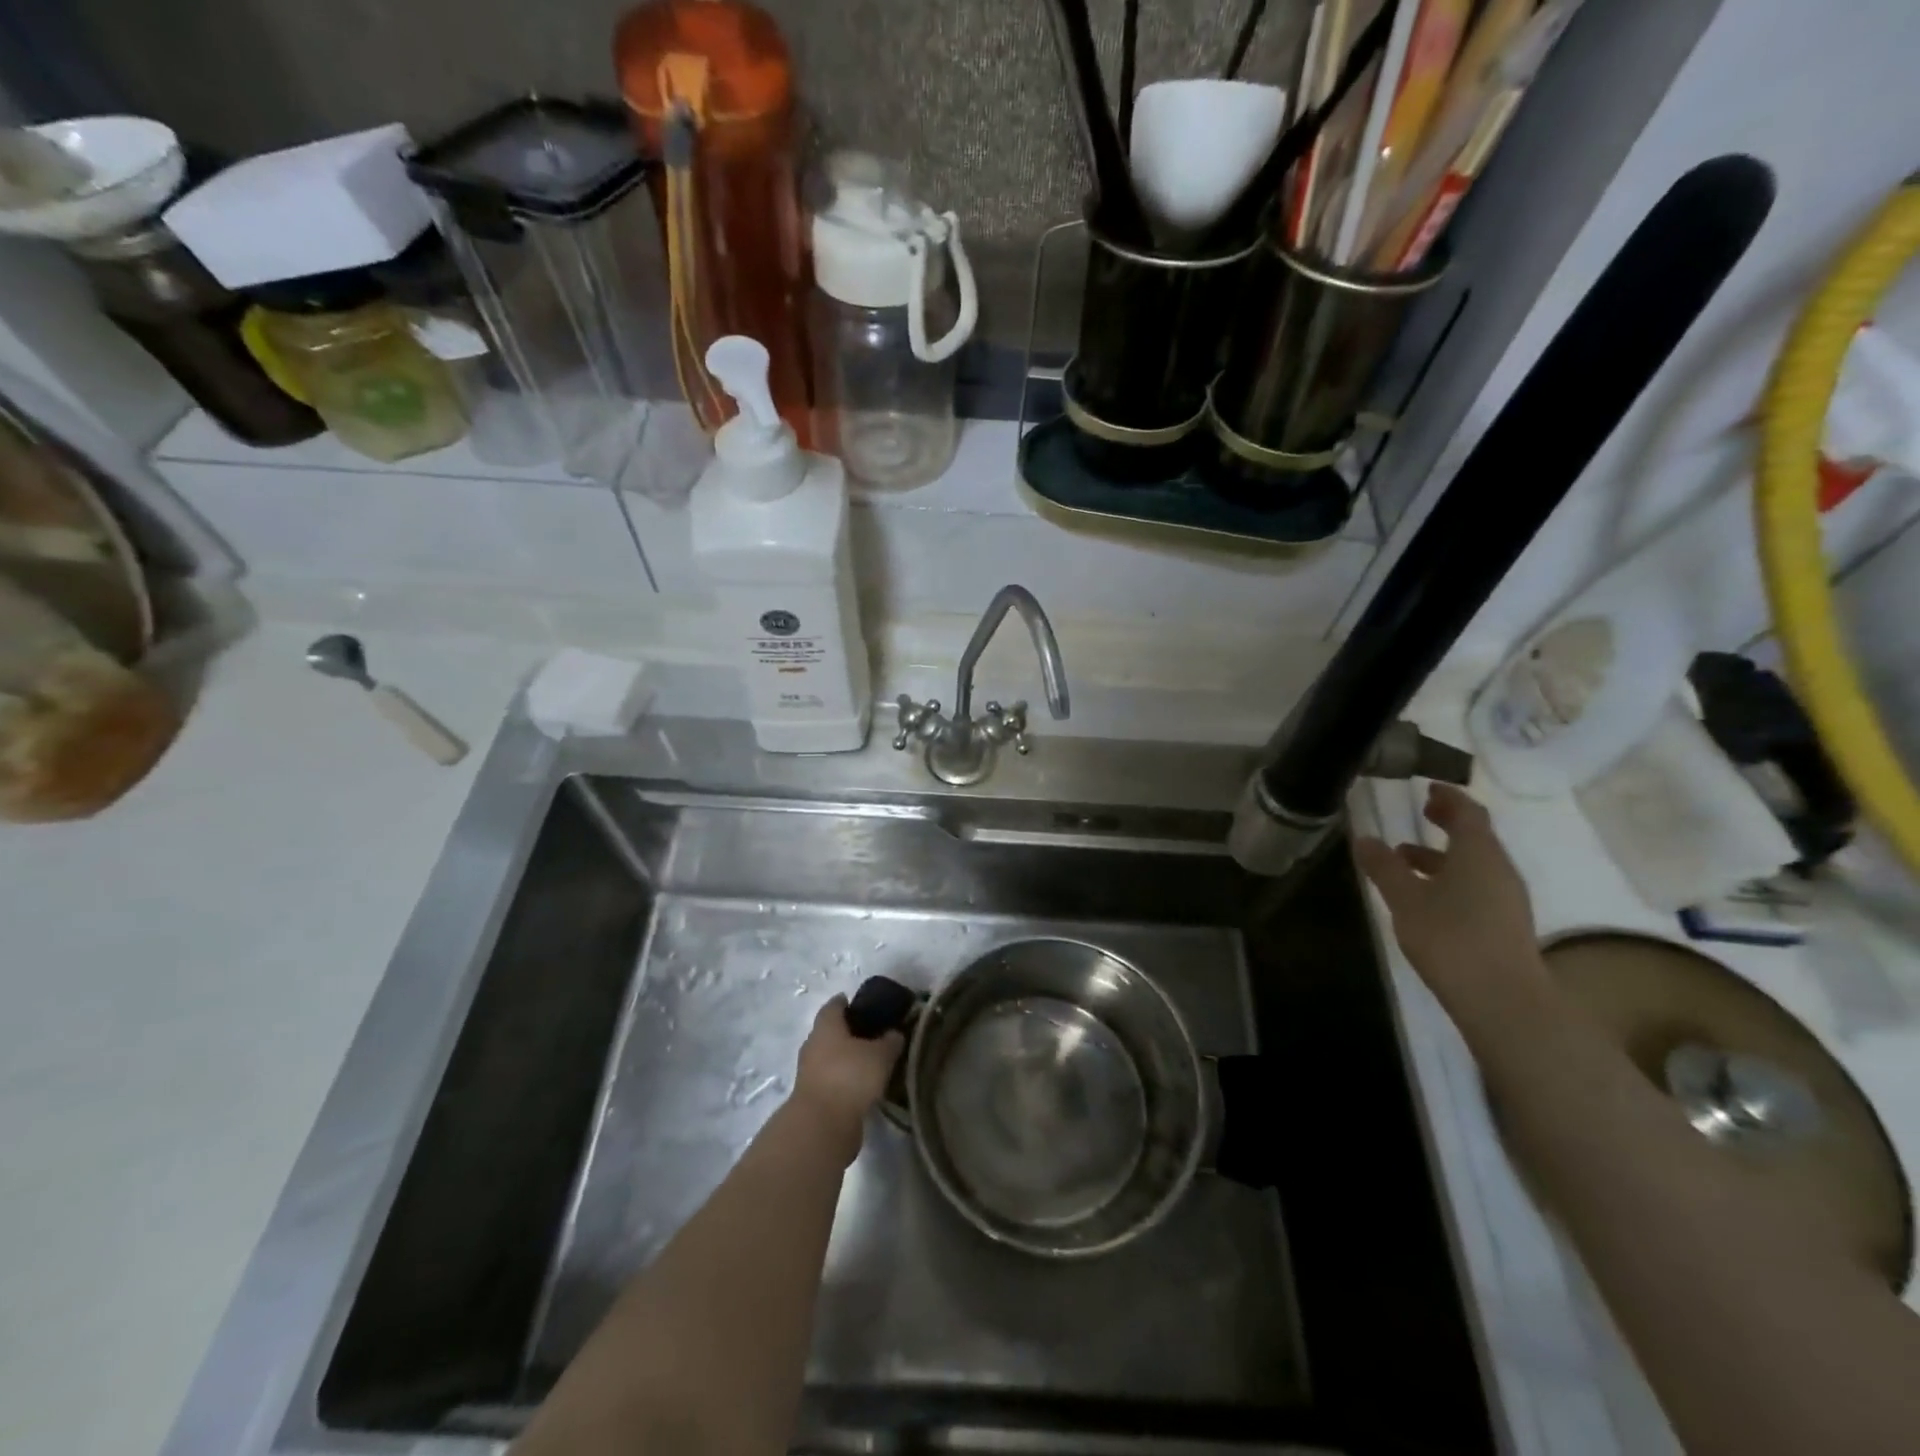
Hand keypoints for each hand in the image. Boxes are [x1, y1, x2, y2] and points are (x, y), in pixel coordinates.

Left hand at [791, 996, 903, 1158]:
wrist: (822, 1126)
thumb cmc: (850, 1076)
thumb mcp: (880, 1055)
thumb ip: (890, 1041)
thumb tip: (895, 1033)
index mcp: (826, 1026)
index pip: (835, 1005)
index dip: (848, 1002)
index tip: (866, 1004)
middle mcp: (813, 1045)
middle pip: (831, 1031)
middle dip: (849, 1032)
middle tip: (875, 1034)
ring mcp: (810, 1072)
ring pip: (831, 1057)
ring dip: (847, 1058)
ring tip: (873, 1062)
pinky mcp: (814, 1097)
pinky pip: (832, 1080)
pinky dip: (846, 1080)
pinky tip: (865, 1086)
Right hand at [1354, 783, 1550, 1027]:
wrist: (1503, 1000)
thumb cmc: (1451, 938)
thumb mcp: (1405, 899)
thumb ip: (1384, 867)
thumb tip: (1364, 838)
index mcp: (1478, 853)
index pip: (1469, 812)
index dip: (1450, 797)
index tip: (1429, 786)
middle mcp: (1499, 869)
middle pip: (1476, 836)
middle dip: (1448, 822)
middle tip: (1422, 811)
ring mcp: (1506, 898)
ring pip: (1475, 863)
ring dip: (1444, 854)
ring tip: (1405, 857)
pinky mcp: (1505, 923)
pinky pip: (1478, 885)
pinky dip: (1451, 877)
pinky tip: (1425, 895)